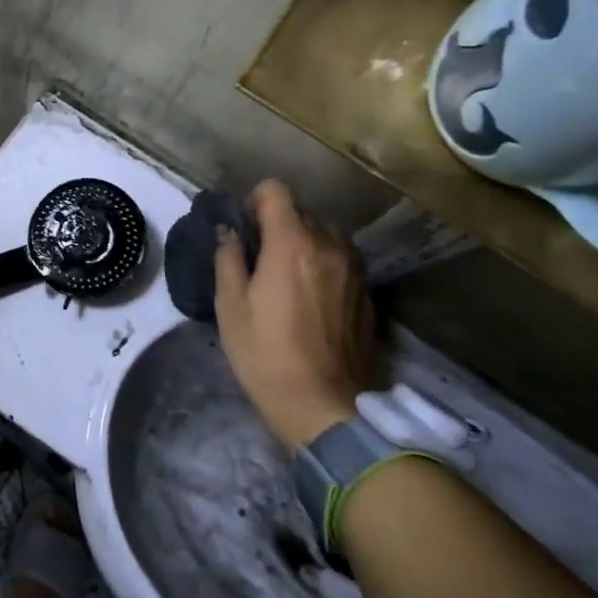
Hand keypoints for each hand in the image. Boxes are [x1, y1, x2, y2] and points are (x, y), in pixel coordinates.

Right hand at [213, 180, 376, 450]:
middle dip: (278, 225)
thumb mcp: (231, 307)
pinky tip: (310, 301)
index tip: (244, 229)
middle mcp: (330, 245)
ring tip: (287, 279)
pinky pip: (341, 261)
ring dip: (304, 244)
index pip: (276, 190)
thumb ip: (229, 259)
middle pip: (302, 212)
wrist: (326, 407)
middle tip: (259, 260)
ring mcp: (355, 268)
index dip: (254, 201)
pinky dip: (323, 266)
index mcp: (293, 243)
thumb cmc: (266, 355)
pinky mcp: (368, 292)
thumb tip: (230, 232)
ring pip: (325, 235)